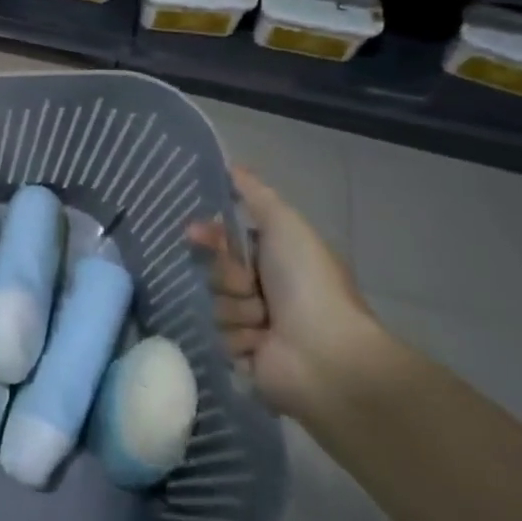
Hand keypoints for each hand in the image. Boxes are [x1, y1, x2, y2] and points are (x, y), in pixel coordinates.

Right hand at [191, 166, 385, 418]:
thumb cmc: (309, 285)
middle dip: (227, 277)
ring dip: (237, 311)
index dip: (209, 236)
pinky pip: (218, 337)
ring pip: (215, 305)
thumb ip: (256, 195)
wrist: (327, 355)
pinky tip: (261, 345)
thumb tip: (232, 164)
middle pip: (215, 271)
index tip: (194, 232)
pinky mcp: (245, 356)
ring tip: (265, 324)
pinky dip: (239, 339)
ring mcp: (254, 324)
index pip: (224, 239)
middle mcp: (264, 289)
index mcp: (274, 258)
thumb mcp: (286, 226)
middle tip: (249, 286)